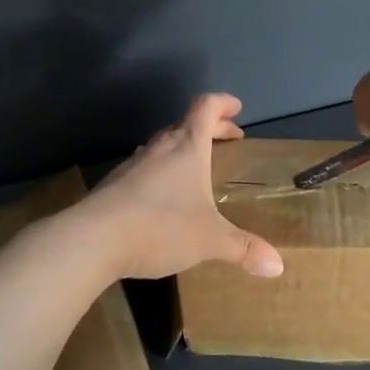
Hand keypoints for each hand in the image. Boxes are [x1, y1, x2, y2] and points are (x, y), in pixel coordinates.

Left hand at [74, 93, 285, 281]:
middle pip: (184, 124)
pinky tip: (163, 196)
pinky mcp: (114, 186)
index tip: (236, 108)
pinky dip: (161, 171)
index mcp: (187, 148)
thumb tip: (278, 266)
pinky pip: (144, 168)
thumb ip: (243, 249)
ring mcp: (132, 166)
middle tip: (226, 136)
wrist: (92, 240)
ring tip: (195, 165)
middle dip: (209, 128)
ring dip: (182, 148)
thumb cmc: (160, 227)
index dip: (222, 104)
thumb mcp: (210, 240)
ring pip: (161, 145)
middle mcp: (159, 149)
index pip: (205, 108)